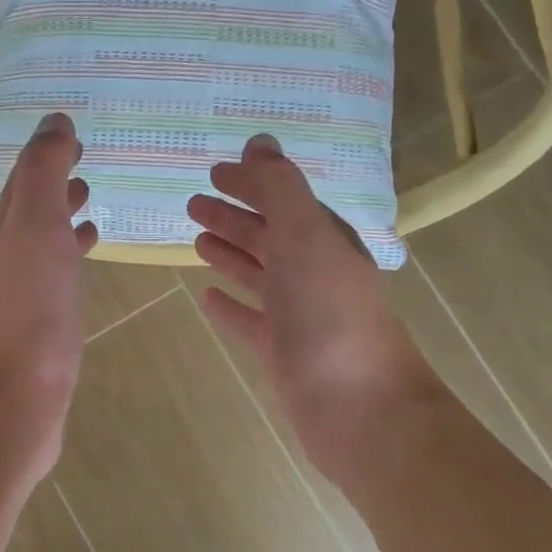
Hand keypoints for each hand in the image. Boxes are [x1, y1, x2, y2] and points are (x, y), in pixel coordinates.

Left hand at [0, 113, 96, 469]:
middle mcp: (9, 254)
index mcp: (5, 227)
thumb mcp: (36, 222)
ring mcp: (26, 290)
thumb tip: (54, 120)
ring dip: (63, 217)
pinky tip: (88, 256)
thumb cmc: (30, 301)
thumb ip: (44, 171)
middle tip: (85, 164)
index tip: (72, 135)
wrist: (20, 387)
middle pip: (30, 208)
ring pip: (45, 240)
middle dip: (54, 183)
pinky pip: (59, 273)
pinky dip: (73, 253)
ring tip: (91, 202)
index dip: (45, 154)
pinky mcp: (44, 320)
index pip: (22, 178)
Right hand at [189, 134, 441, 486]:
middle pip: (268, 235)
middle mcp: (313, 273)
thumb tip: (259, 142)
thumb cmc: (330, 316)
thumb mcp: (305, 238)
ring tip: (196, 240)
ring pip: (258, 275)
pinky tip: (206, 298)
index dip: (252, 183)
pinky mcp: (282, 353)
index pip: (285, 200)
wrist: (358, 408)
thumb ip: (280, 189)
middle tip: (192, 203)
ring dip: (229, 254)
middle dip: (233, 217)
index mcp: (323, 241)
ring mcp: (298, 316)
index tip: (214, 172)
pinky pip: (250, 320)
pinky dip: (229, 306)